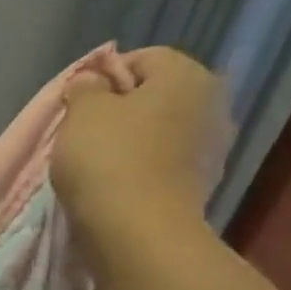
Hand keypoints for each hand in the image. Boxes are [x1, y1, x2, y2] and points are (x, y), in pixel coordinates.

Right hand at [52, 47, 231, 238]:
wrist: (137, 231)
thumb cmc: (107, 159)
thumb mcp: (82, 113)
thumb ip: (85, 88)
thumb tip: (92, 80)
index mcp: (188, 76)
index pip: (144, 58)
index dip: (105, 75)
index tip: (78, 103)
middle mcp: (212, 103)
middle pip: (156, 96)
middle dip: (120, 109)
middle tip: (84, 133)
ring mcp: (212, 148)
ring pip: (160, 130)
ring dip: (131, 141)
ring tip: (96, 163)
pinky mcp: (200, 185)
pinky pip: (163, 163)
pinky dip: (140, 168)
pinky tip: (115, 185)